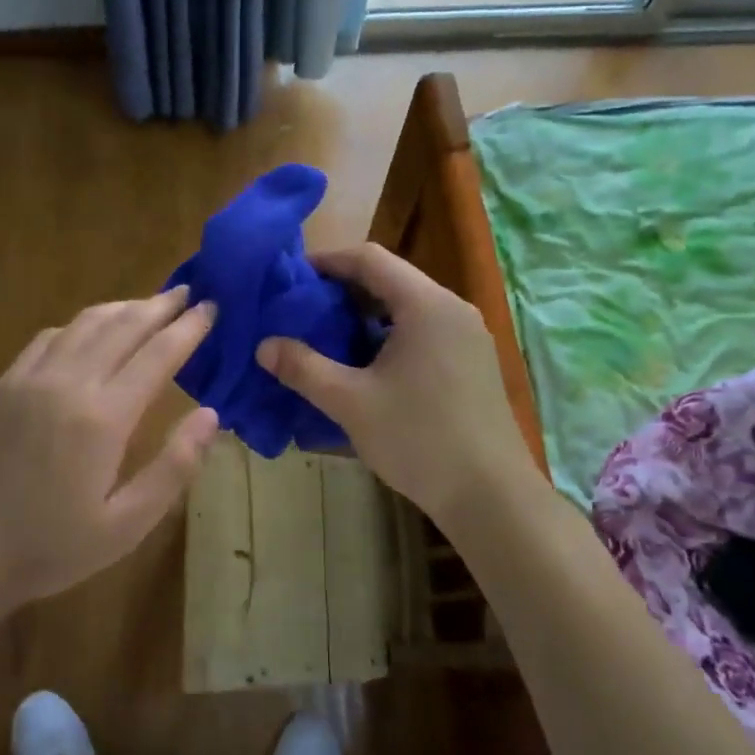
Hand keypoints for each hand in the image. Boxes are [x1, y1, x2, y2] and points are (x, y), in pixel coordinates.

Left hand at [0, 286, 218, 614]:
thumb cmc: (51, 548)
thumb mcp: (126, 526)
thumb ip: (174, 468)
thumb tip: (211, 415)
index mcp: (103, 417)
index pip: (158, 354)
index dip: (189, 328)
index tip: (212, 307)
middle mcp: (68, 382)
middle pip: (123, 326)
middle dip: (160, 306)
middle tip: (189, 291)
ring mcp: (30, 378)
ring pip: (85, 323)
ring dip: (122, 308)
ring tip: (149, 304)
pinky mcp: (4, 384)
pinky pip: (50, 336)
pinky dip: (80, 324)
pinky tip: (90, 331)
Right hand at [256, 244, 540, 536]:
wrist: (491, 496)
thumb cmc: (418, 439)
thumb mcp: (350, 402)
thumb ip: (303, 368)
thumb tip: (263, 346)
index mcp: (425, 305)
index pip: (370, 259)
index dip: (327, 261)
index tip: (292, 279)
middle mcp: (452, 308)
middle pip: (390, 278)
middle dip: (342, 289)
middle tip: (302, 309)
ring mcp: (468, 335)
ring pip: (407, 305)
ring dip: (365, 313)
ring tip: (327, 335)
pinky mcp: (473, 360)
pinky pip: (423, 329)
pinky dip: (389, 333)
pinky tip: (366, 363)